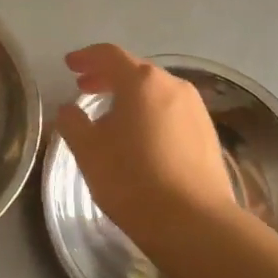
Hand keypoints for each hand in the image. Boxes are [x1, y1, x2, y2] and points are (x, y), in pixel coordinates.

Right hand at [54, 45, 233, 243]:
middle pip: (136, 71)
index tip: (69, 65)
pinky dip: (150, 114)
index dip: (86, 57)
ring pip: (156, 92)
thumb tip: (69, 109)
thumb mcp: (88, 151)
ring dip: (131, 97)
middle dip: (107, 77)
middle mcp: (173, 86)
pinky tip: (140, 138)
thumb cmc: (132, 179)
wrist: (192, 222)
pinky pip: (172, 112)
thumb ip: (73, 123)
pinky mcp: (208, 134)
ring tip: (110, 116)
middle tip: (84, 88)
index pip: (109, 55)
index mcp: (142, 82)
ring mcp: (196, 110)